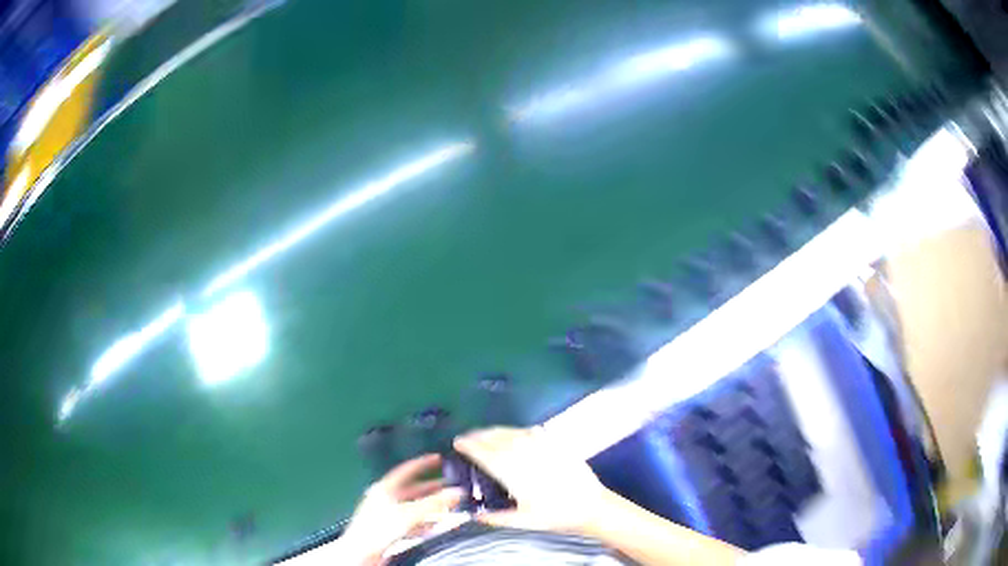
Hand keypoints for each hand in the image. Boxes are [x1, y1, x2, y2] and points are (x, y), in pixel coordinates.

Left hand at [341, 454, 463, 564]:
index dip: (422, 463)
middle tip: (448, 485)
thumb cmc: (376, 530)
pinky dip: (424, 523)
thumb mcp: (409, 514)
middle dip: (431, 488)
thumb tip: (455, 492)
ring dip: (430, 507)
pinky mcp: (389, 530)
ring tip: (447, 506)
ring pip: (413, 507)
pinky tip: (434, 527)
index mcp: (385, 488)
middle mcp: (385, 499)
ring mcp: (386, 515)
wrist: (362, 553)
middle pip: (412, 490)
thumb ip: (433, 503)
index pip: (406, 470)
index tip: (437, 459)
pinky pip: (411, 522)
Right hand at [453, 427, 610, 533]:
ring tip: (485, 434)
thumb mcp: (523, 522)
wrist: (591, 505)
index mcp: (513, 473)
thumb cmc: (555, 516)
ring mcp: (542, 447)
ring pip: (513, 432)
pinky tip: (515, 434)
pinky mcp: (556, 444)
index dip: (469, 446)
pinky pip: (532, 431)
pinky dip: (518, 431)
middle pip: (496, 439)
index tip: (457, 442)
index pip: (485, 454)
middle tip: (467, 437)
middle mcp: (525, 455)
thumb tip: (475, 516)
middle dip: (479, 436)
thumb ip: (496, 518)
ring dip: (495, 431)